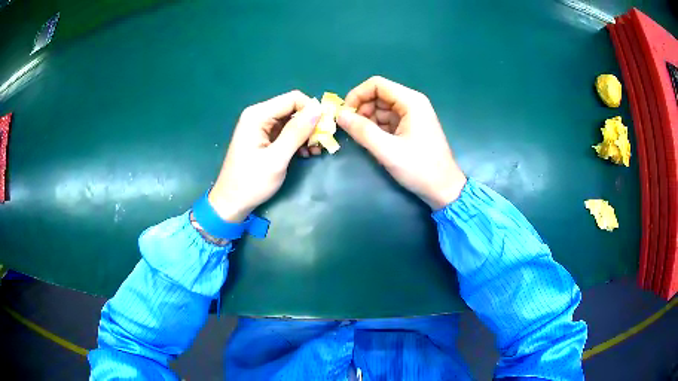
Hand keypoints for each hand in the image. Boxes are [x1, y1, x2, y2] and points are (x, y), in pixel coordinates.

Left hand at [208, 91, 321, 221]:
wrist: (232, 203)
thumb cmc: (251, 182)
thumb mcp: (276, 158)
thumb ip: (296, 133)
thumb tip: (318, 109)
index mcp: (258, 115)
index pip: (293, 98)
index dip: (312, 110)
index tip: (325, 129)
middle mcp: (259, 115)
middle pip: (293, 108)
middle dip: (310, 124)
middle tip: (321, 144)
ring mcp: (261, 127)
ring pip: (292, 121)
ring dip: (306, 134)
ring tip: (314, 152)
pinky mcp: (264, 137)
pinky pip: (286, 132)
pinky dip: (298, 141)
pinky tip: (305, 155)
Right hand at [337, 76, 466, 208]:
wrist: (443, 189)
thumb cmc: (419, 168)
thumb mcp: (387, 150)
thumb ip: (362, 130)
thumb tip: (339, 115)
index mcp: (411, 101)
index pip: (376, 84)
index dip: (357, 95)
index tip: (344, 114)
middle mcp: (412, 103)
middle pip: (378, 95)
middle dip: (361, 109)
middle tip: (351, 130)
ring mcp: (412, 115)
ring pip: (381, 108)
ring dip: (367, 120)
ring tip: (363, 139)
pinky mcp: (410, 127)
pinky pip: (387, 120)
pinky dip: (376, 128)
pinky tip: (374, 143)